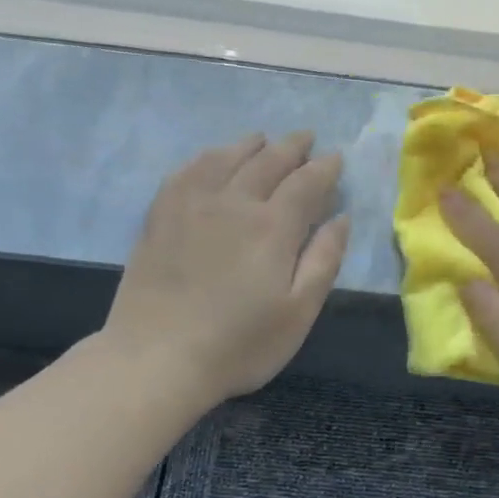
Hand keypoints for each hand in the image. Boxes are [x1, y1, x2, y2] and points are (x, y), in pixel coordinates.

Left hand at [99, 132, 349, 407]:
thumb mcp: (298, 313)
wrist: (157, 358)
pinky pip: (186, 171)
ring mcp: (191, 205)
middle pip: (267, 161)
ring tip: (263, 140)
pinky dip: (206, 158)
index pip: (306, 182)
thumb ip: (324, 260)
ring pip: (225, 158)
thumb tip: (341, 218)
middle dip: (292, 147)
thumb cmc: (239, 344)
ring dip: (250, 145)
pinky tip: (211, 159)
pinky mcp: (159, 217)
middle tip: (306, 138)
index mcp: (273, 227)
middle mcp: (233, 202)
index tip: (336, 158)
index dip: (325, 168)